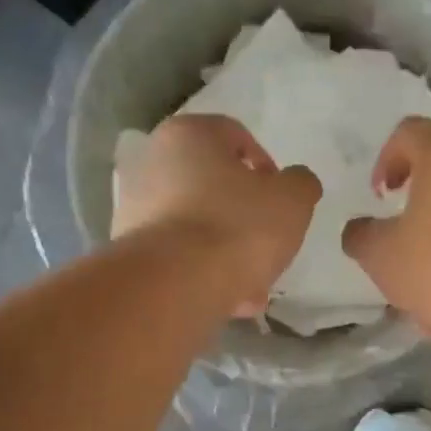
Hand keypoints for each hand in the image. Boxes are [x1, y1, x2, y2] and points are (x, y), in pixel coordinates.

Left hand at [111, 114, 321, 316]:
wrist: (176, 285)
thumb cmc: (238, 227)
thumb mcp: (293, 200)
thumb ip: (301, 184)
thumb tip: (294, 184)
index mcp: (190, 133)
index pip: (238, 137)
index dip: (268, 169)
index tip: (282, 201)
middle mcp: (153, 160)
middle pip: (214, 184)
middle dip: (246, 215)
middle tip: (269, 243)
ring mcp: (135, 205)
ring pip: (198, 224)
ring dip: (228, 249)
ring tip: (254, 285)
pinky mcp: (130, 248)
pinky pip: (180, 254)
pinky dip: (204, 271)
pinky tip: (228, 297)